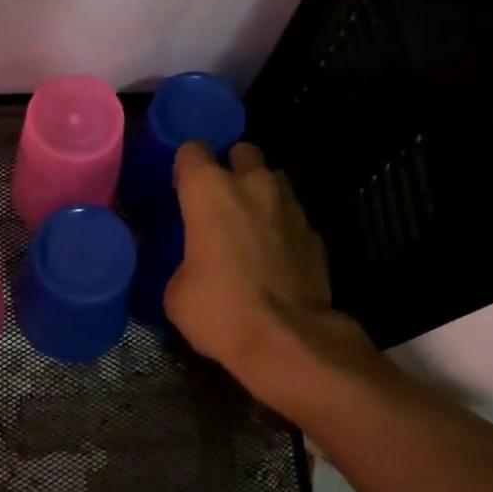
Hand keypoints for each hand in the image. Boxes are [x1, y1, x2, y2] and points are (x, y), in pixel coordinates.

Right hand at [166, 142, 371, 407]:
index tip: (182, 189)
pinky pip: (293, 216)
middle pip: (242, 152)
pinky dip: (283, 228)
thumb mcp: (177, 291)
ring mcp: (290, 206)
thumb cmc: (220, 310)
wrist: (288, 340)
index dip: (185, 167)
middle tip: (221, 200)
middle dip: (232, 168)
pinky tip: (275, 255)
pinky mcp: (315, 233)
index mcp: (209, 190)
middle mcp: (252, 185)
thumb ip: (184, 261)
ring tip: (251, 224)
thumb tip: (193, 265)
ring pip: (274, 179)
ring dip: (261, 193)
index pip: (192, 151)